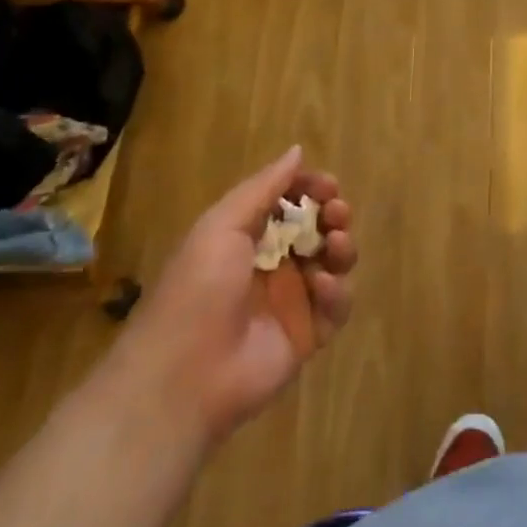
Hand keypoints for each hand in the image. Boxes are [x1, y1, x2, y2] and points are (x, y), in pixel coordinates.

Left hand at [113, 146, 356, 453]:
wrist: (183, 376)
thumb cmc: (198, 288)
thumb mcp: (222, 226)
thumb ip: (264, 187)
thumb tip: (297, 150)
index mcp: (248, 237)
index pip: (290, 202)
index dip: (311, 189)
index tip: (326, 184)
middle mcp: (274, 264)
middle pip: (318, 229)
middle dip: (334, 214)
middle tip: (337, 211)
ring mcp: (292, 301)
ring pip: (334, 263)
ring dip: (342, 247)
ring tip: (335, 244)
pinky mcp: (308, 335)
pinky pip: (336, 306)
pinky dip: (336, 292)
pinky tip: (320, 287)